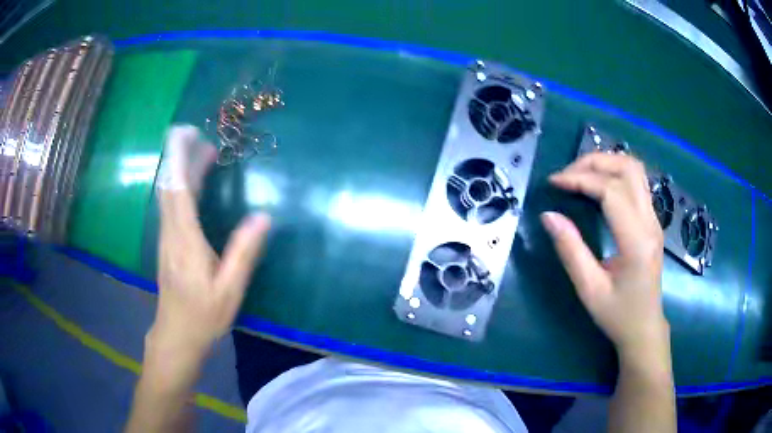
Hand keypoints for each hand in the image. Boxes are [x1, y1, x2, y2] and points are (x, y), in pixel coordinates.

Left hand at [151, 125, 270, 361]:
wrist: (176, 335)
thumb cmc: (204, 315)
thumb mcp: (230, 290)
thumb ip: (244, 252)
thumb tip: (263, 216)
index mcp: (185, 241)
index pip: (178, 190)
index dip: (179, 158)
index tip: (186, 133)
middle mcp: (171, 233)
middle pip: (169, 186)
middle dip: (178, 155)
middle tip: (196, 132)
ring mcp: (166, 238)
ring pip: (168, 194)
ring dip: (180, 168)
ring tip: (202, 150)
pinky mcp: (167, 243)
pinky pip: (171, 205)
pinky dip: (180, 185)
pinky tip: (193, 182)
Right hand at [541, 153, 667, 358]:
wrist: (645, 328)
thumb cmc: (618, 315)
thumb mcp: (589, 290)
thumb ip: (570, 250)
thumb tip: (548, 216)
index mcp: (637, 241)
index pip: (611, 191)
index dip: (581, 179)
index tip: (554, 183)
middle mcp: (650, 222)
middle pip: (628, 168)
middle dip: (594, 162)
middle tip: (566, 175)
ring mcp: (654, 219)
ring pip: (635, 170)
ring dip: (606, 163)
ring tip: (579, 175)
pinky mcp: (652, 221)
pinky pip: (636, 183)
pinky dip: (614, 174)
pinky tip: (597, 186)